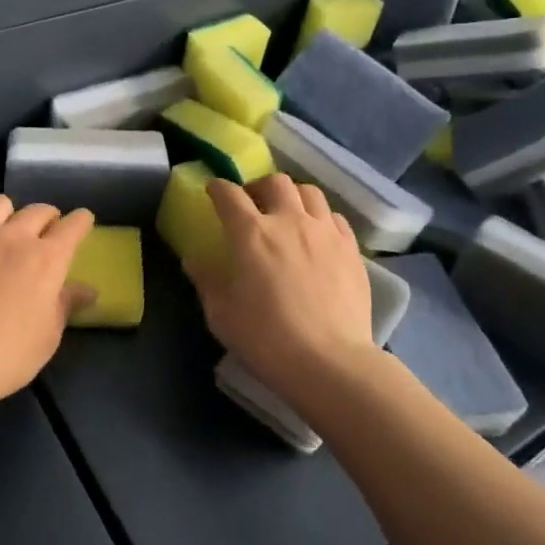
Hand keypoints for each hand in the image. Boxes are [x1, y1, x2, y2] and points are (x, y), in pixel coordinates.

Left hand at [0, 195, 96, 405]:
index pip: (73, 226)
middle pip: (37, 210)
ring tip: (5, 232)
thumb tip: (87, 290)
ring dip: (8, 215)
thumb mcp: (49, 334)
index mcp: (47, 258)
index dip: (81, 221)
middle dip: (48, 217)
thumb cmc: (10, 353)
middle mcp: (13, 237)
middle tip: (46, 232)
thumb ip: (66, 304)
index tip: (83, 222)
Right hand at [184, 175, 374, 393]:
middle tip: (253, 204)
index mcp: (251, 233)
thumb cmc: (266, 339)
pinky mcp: (351, 248)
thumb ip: (207, 281)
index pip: (229, 194)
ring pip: (309, 192)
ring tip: (289, 214)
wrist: (330, 362)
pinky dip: (321, 218)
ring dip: (293, 197)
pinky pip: (335, 217)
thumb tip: (193, 260)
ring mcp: (324, 232)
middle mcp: (289, 220)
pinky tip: (318, 236)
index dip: (218, 188)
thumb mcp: (222, 314)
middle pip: (275, 182)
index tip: (213, 191)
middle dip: (259, 187)